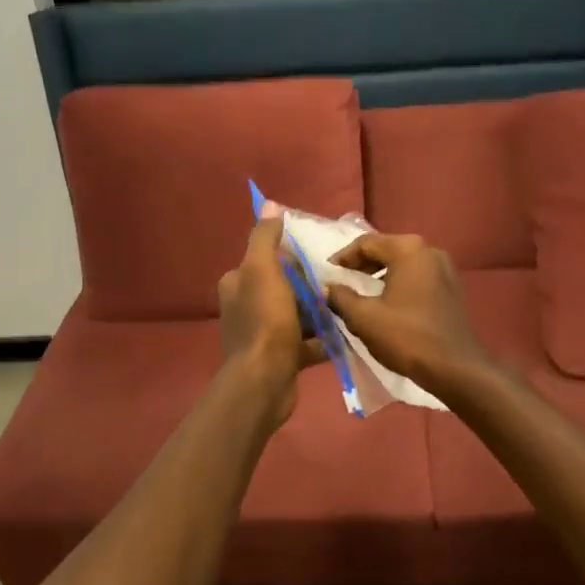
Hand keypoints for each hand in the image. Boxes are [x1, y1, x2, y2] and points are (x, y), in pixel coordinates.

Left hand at [218, 210, 324, 427]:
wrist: (265, 381)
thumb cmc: (265, 320)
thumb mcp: (262, 269)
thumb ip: (265, 237)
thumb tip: (268, 204)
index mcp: (237, 283)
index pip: (266, 259)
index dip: (291, 256)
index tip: (319, 256)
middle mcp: (245, 307)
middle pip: (284, 287)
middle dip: (309, 285)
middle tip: (339, 281)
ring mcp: (263, 335)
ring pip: (296, 315)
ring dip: (319, 311)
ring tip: (347, 305)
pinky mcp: (280, 358)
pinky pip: (306, 342)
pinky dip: (323, 339)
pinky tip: (345, 334)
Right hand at [325, 233, 490, 396]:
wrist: (455, 368)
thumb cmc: (406, 337)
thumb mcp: (364, 318)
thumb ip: (340, 297)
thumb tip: (327, 288)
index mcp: (408, 250)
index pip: (366, 243)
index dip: (343, 258)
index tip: (327, 274)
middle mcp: (430, 251)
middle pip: (387, 250)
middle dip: (361, 265)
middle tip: (341, 282)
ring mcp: (446, 269)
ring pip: (403, 264)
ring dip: (380, 275)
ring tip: (360, 294)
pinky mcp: (452, 289)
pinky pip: (418, 278)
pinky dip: (399, 285)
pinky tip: (387, 304)